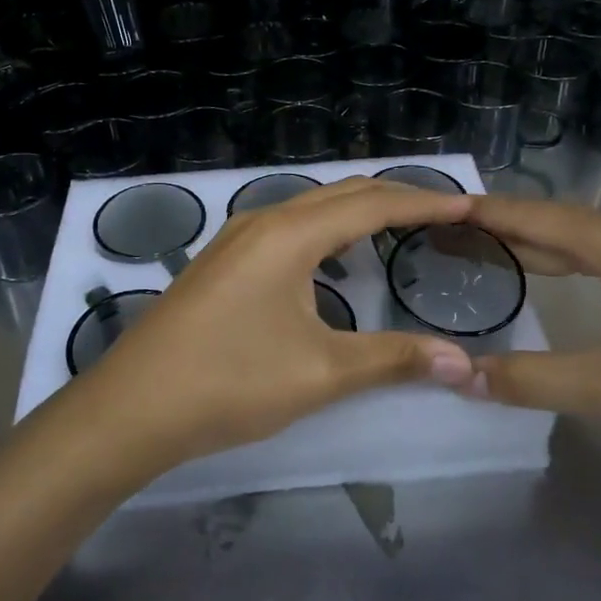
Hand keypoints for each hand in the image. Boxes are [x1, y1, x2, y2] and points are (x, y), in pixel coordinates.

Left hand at [70, 178, 478, 478]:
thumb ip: (392, 358)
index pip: (372, 204)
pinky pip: (289, 227)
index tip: (469, 206)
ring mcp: (237, 238)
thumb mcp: (320, 373)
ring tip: (400, 229)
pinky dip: (327, 231)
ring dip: (358, 212)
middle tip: (445, 215)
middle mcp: (264, 220)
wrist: (132, 406)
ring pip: (312, 208)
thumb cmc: (229, 382)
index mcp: (290, 234)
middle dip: (396, 199)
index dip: (424, 204)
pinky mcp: (223, 260)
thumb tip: (460, 361)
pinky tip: (336, 260)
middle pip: (342, 194)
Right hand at [459, 195, 600, 447]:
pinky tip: (560, 278)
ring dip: (536, 244)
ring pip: (584, 237)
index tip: (433, 208)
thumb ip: (533, 380)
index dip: (480, 213)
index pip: (530, 215)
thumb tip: (461, 376)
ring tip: (488, 252)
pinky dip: (569, 259)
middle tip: (446, 235)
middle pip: (554, 221)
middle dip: (500, 227)